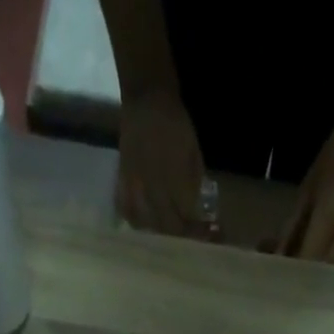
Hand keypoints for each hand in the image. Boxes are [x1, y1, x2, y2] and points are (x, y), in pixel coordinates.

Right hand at [116, 88, 204, 234]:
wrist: (146, 98)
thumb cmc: (175, 123)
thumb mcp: (194, 150)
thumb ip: (195, 182)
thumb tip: (197, 209)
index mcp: (174, 175)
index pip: (188, 213)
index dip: (199, 227)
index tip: (210, 232)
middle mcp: (154, 184)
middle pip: (168, 224)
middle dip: (182, 234)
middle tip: (191, 236)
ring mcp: (136, 183)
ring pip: (147, 222)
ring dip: (160, 233)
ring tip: (169, 233)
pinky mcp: (123, 180)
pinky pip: (126, 209)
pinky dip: (135, 221)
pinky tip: (144, 224)